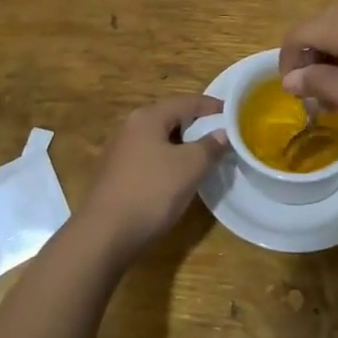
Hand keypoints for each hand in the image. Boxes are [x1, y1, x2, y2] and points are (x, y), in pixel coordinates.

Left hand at [75, 94, 225, 263]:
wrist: (104, 236)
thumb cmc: (151, 192)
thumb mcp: (190, 167)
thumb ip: (210, 146)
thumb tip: (223, 133)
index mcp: (147, 117)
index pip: (186, 102)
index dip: (211, 106)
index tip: (233, 113)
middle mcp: (130, 127)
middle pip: (170, 117)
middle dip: (196, 124)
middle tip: (220, 134)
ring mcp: (119, 151)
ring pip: (159, 139)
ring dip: (182, 144)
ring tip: (204, 155)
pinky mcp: (116, 174)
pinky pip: (149, 157)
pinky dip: (167, 159)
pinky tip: (177, 176)